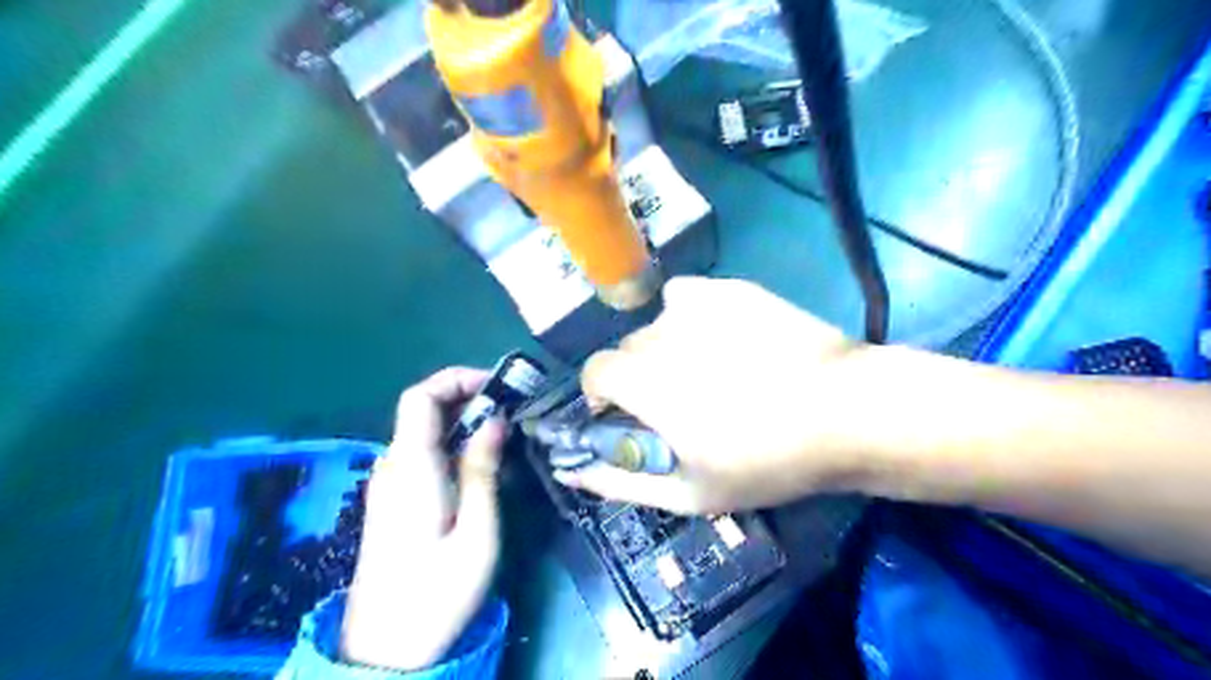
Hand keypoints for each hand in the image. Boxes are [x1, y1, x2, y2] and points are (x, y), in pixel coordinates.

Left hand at [337, 366, 503, 667]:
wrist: (387, 648)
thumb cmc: (438, 590)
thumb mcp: (476, 530)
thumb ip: (482, 469)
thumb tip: (495, 420)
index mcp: (411, 466)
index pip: (420, 396)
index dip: (456, 379)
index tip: (497, 387)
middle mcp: (393, 466)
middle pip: (423, 410)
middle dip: (468, 399)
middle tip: (512, 412)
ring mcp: (390, 483)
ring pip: (425, 432)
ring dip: (464, 423)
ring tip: (505, 438)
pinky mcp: (394, 500)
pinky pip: (423, 455)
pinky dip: (453, 445)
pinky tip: (481, 467)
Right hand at [558, 277, 885, 513]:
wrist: (845, 412)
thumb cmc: (765, 460)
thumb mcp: (689, 492)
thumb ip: (621, 482)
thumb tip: (573, 472)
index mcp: (642, 381)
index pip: (593, 371)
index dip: (604, 394)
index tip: (630, 415)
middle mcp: (659, 333)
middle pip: (628, 349)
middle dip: (640, 376)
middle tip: (682, 401)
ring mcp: (697, 305)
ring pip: (658, 324)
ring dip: (667, 346)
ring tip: (710, 368)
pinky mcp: (729, 288)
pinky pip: (689, 297)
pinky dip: (692, 316)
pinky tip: (726, 337)